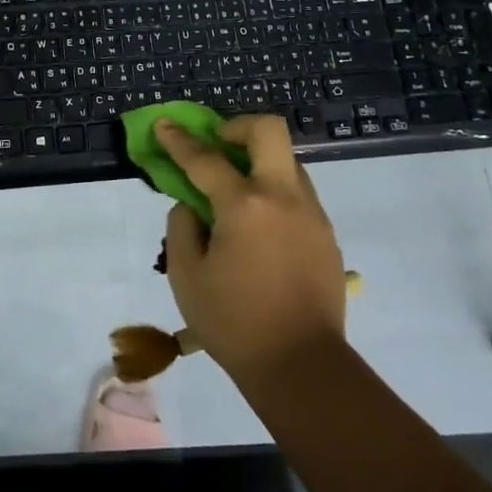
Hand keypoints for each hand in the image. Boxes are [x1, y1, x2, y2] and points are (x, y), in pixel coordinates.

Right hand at [156, 114, 348, 389]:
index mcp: (244, 205)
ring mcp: (311, 213)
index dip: (179, 139)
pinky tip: (259, 225)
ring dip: (259, 160)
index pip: (205, 159)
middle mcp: (283, 197)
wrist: (302, 367)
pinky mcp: (326, 234)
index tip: (165, 124)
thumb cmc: (234, 323)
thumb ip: (182, 227)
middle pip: (268, 130)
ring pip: (288, 160)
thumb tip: (192, 205)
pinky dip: (274, 191)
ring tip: (236, 190)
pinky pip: (298, 193)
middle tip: (217, 144)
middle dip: (237, 126)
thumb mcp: (187, 276)